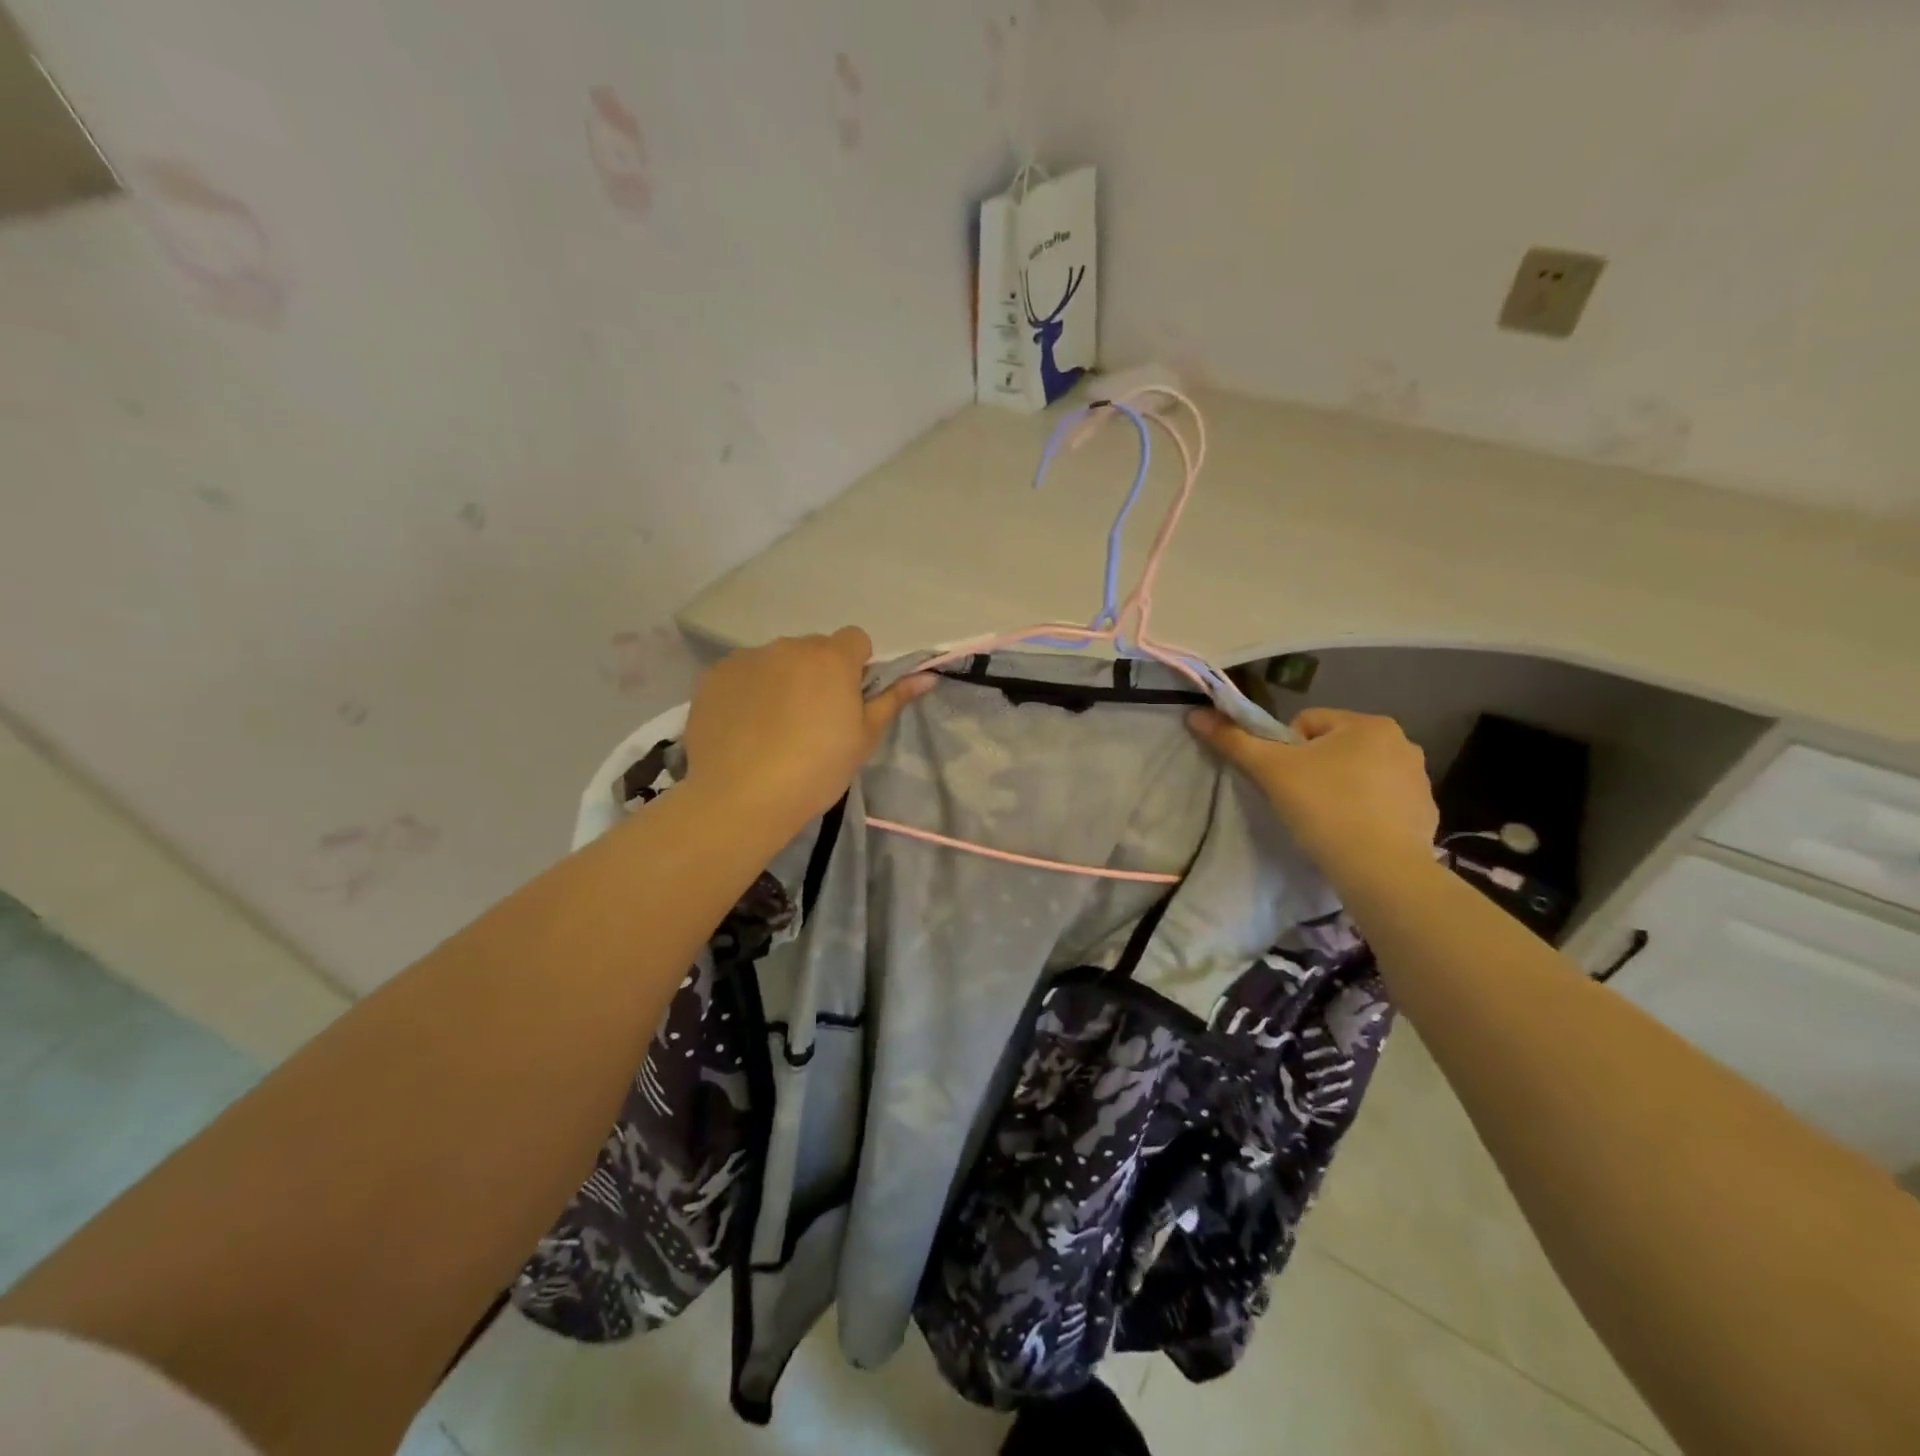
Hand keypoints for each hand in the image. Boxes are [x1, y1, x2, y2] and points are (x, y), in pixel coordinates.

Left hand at [684, 628, 933, 824]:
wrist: (740, 797)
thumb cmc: (816, 770)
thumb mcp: (863, 739)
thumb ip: (893, 700)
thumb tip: (928, 676)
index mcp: (832, 658)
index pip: (855, 639)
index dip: (856, 667)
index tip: (849, 702)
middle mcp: (789, 646)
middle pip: (813, 650)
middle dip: (817, 674)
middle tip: (812, 722)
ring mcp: (747, 658)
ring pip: (775, 661)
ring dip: (781, 681)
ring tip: (772, 729)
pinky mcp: (713, 676)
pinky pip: (741, 675)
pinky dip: (747, 693)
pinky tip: (743, 730)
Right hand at [1188, 706, 1438, 877]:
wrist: (1381, 870)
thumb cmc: (1324, 808)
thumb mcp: (1270, 770)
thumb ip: (1234, 740)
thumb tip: (1195, 715)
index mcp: (1368, 724)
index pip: (1306, 724)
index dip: (1284, 751)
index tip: (1283, 782)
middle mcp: (1401, 742)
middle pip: (1333, 747)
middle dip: (1313, 769)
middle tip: (1300, 802)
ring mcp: (1418, 779)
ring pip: (1358, 774)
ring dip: (1339, 789)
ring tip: (1325, 821)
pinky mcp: (1425, 813)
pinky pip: (1382, 802)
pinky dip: (1364, 812)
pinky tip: (1352, 835)